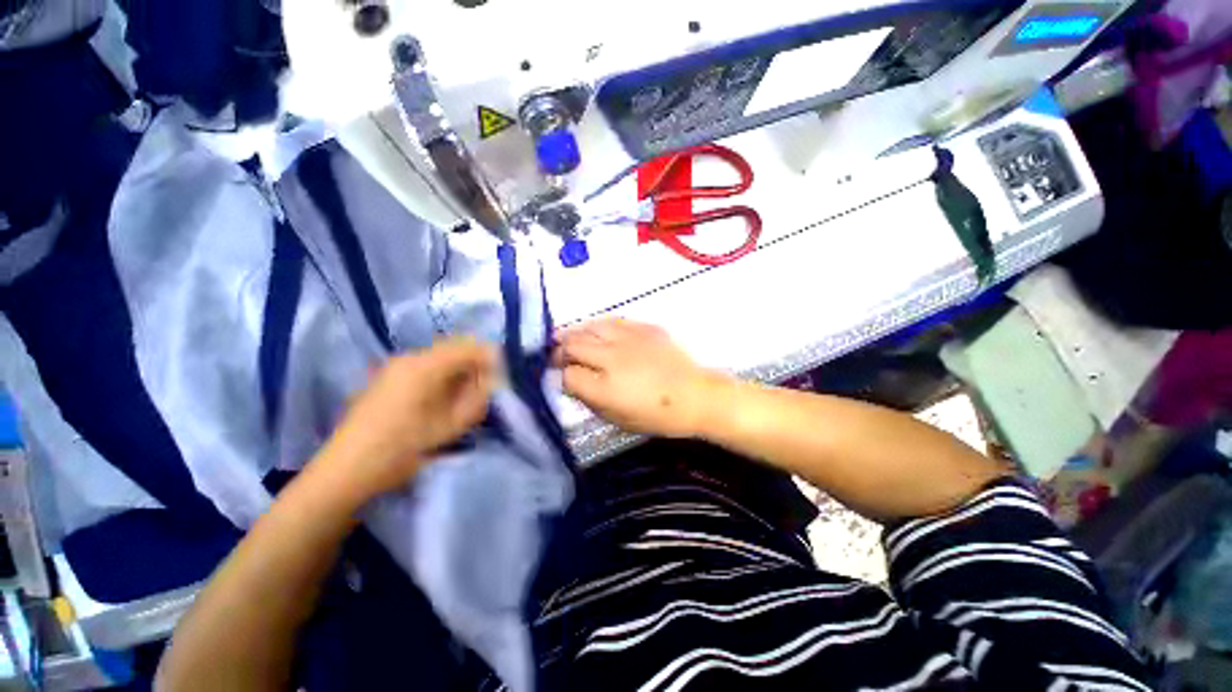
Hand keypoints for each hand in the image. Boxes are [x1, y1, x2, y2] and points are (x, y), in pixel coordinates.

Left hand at [317, 338, 495, 502]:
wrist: (345, 471)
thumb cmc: (401, 449)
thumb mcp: (449, 427)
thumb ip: (477, 398)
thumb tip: (493, 380)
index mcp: (424, 366)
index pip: (469, 346)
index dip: (490, 359)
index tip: (501, 379)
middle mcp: (409, 358)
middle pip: (454, 348)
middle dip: (476, 364)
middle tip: (485, 390)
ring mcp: (395, 367)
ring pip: (441, 357)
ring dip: (459, 371)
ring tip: (465, 398)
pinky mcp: (388, 378)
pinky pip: (426, 367)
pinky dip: (443, 377)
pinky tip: (443, 400)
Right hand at [553, 318, 727, 437]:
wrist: (697, 396)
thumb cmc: (658, 416)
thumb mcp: (618, 419)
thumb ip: (590, 400)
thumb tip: (570, 382)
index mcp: (606, 388)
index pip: (568, 374)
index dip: (560, 377)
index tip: (561, 379)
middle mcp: (613, 358)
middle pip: (573, 344)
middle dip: (559, 351)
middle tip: (557, 356)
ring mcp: (629, 339)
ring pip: (590, 327)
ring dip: (575, 333)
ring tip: (569, 339)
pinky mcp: (645, 328)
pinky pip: (613, 321)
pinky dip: (599, 326)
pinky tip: (597, 332)